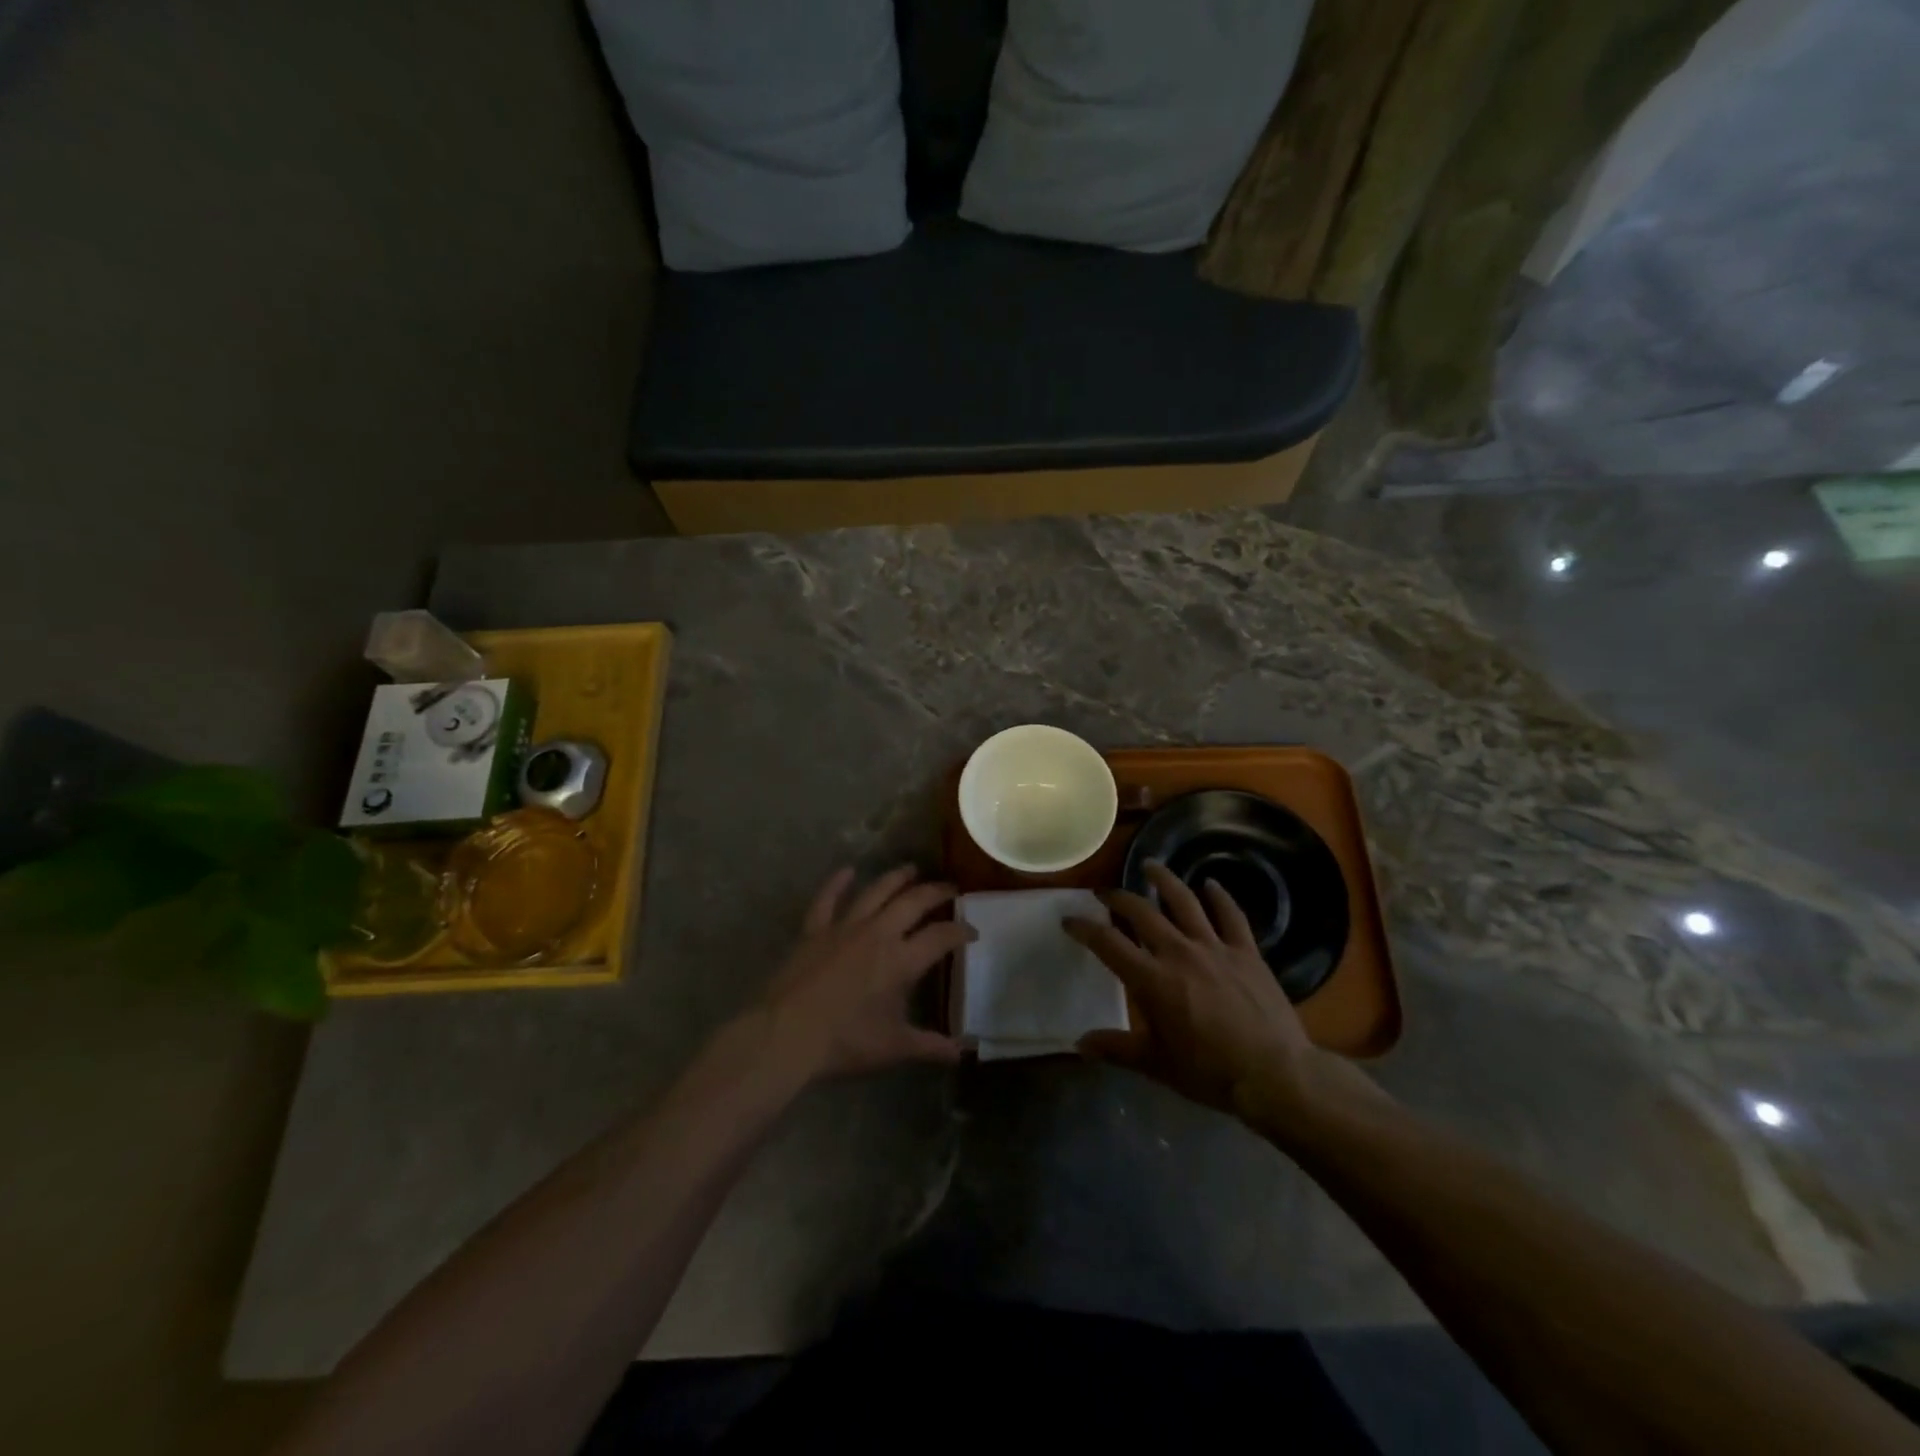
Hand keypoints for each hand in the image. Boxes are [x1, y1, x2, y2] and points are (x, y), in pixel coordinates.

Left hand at [757, 866, 968, 1081]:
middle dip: (935, 893)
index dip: (961, 931)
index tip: (972, 931)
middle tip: (950, 889)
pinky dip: (837, 883)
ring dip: (895, 878)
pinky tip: (847, 870)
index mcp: (901, 960)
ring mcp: (844, 927)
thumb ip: (931, 1046)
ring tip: (911, 869)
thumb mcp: (894, 1047)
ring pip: (875, 892)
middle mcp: (878, 933)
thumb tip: (963, 1052)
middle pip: (913, 902)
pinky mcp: (814, 930)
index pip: (941, 937)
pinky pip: (827, 899)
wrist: (787, 1034)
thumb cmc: (845, 1042)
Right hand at [1064, 862, 1330, 1125]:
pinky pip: (1231, 915)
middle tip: (1105, 892)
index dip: (1084, 928)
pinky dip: (1220, 897)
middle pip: (1142, 912)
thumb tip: (1079, 1043)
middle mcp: (1178, 953)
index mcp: (1152, 980)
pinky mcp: (1246, 952)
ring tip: (1150, 865)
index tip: (1069, 920)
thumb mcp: (1156, 1065)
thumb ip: (1116, 1049)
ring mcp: (1215, 948)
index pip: (1107, 943)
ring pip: (1184, 902)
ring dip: (1164, 880)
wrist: (1275, 1075)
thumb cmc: (1210, 1073)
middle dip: (1118, 899)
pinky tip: (1211, 884)